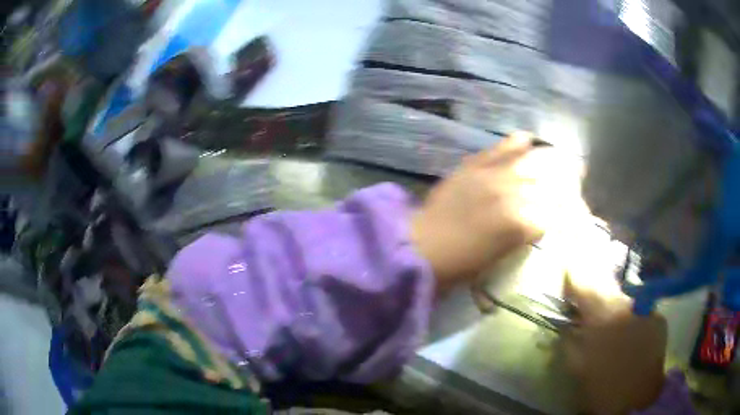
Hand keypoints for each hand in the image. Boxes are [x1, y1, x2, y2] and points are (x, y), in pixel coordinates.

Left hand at [411, 133, 560, 291]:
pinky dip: (519, 143)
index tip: (575, 209)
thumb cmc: (463, 263)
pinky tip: (527, 143)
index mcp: (522, 222)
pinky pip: (504, 145)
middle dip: (566, 180)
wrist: (422, 246)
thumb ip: (529, 230)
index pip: (559, 208)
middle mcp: (514, 192)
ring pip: (534, 158)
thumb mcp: (504, 253)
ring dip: (549, 160)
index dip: (570, 209)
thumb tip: (546, 215)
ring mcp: (494, 173)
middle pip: (552, 178)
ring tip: (555, 161)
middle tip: (573, 180)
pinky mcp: (476, 163)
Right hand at [561, 280, 666, 414]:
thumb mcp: (577, 365)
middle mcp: (628, 303)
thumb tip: (566, 319)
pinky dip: (630, 317)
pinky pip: (639, 309)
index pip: (584, 280)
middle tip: (587, 308)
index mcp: (603, 315)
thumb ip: (569, 337)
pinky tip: (628, 336)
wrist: (635, 401)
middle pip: (606, 283)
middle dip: (594, 292)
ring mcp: (647, 307)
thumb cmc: (602, 387)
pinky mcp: (658, 317)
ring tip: (609, 327)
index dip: (572, 279)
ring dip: (613, 306)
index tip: (567, 286)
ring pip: (624, 296)